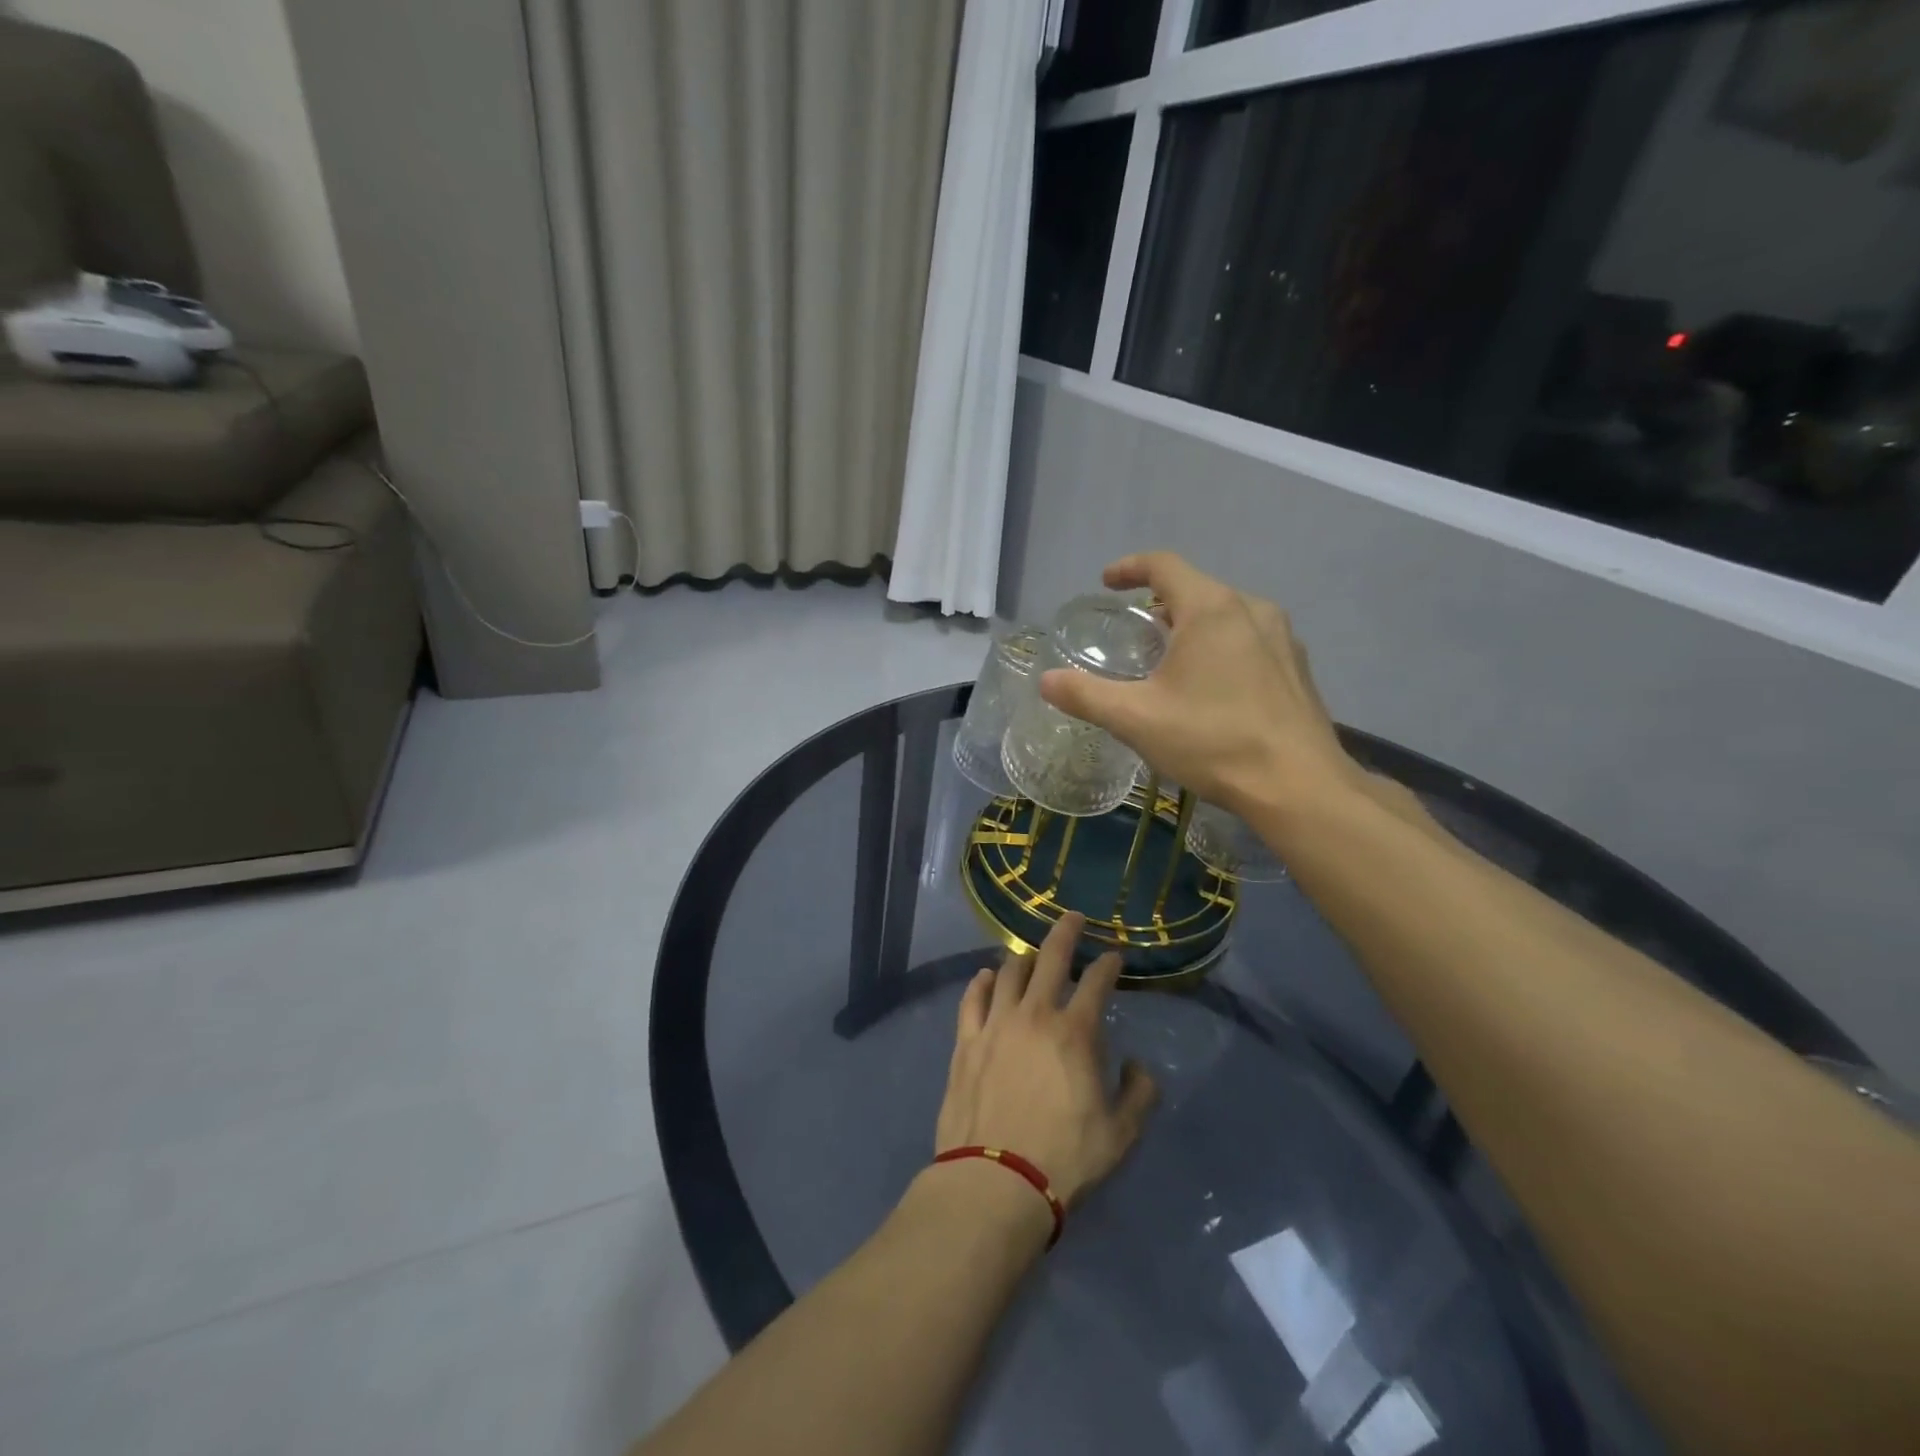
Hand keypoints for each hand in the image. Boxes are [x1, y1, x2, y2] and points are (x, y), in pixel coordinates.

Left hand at [935, 913, 1157, 1209]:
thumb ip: (1139, 1094)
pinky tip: (987, 977)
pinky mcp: (966, 1042)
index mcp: (1075, 1032)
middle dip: (1065, 933)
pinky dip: (982, 982)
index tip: (1114, 957)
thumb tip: (1138, 1065)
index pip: (1096, 983)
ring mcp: (995, 1024)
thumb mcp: (1122, 1134)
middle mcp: (1034, 1015)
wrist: (996, 1181)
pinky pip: (972, 998)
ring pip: (1009, 973)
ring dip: (1023, 958)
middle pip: (1050, 959)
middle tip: (1072, 918)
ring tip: (1030, 952)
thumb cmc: (1065, 1158)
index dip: (1108, 965)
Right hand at [1038, 551, 1361, 817]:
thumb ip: (1086, 695)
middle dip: (1161, 603)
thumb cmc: (1213, 741)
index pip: (1164, 565)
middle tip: (1136, 631)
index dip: (1130, 568)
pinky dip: (1221, 648)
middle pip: (1197, 589)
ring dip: (1193, 626)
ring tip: (1171, 659)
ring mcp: (1282, 638)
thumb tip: (1045, 681)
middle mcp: (1252, 610)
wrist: (1298, 785)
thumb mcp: (1136, 719)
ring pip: (1227, 615)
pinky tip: (1212, 688)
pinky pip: (1250, 640)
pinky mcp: (1297, 668)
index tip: (1107, 583)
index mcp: (1211, 609)